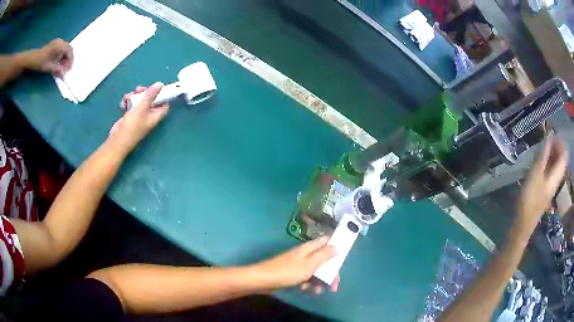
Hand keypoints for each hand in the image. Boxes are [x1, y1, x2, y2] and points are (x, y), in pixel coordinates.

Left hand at [21, 38, 72, 75]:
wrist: (32, 58)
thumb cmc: (39, 62)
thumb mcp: (48, 67)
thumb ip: (57, 69)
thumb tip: (64, 74)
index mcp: (59, 45)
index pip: (70, 51)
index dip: (70, 61)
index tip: (68, 70)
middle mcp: (60, 42)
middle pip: (68, 50)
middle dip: (68, 60)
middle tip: (66, 70)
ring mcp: (57, 43)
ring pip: (65, 50)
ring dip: (64, 59)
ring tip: (61, 68)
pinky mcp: (54, 45)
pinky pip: (61, 50)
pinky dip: (61, 57)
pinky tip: (58, 63)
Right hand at [109, 83, 169, 153]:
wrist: (117, 140)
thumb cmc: (132, 126)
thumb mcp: (141, 108)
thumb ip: (150, 96)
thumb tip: (160, 84)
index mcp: (155, 116)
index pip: (164, 105)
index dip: (163, 96)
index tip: (157, 88)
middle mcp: (148, 116)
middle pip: (150, 100)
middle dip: (144, 93)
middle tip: (138, 89)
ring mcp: (138, 116)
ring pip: (139, 101)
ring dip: (133, 97)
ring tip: (128, 97)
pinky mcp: (130, 116)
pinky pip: (130, 105)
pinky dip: (127, 103)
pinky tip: (122, 103)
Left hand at [252, 236, 335, 290]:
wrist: (263, 280)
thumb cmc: (288, 271)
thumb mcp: (309, 264)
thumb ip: (324, 255)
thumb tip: (338, 245)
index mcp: (309, 248)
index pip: (326, 241)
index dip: (336, 246)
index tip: (345, 255)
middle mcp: (305, 254)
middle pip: (323, 259)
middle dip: (330, 272)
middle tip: (335, 284)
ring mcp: (299, 264)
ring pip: (316, 270)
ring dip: (320, 280)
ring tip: (320, 291)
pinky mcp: (293, 274)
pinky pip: (307, 277)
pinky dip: (309, 283)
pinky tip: (308, 290)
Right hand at [517, 136, 567, 230]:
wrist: (524, 222)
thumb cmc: (530, 197)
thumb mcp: (536, 173)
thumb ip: (543, 154)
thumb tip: (549, 135)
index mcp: (557, 175)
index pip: (564, 155)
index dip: (560, 142)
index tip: (553, 132)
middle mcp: (556, 178)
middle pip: (560, 159)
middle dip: (556, 146)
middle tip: (547, 138)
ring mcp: (551, 184)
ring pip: (555, 164)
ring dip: (551, 153)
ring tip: (543, 146)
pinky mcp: (545, 188)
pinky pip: (550, 170)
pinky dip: (547, 162)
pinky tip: (540, 160)